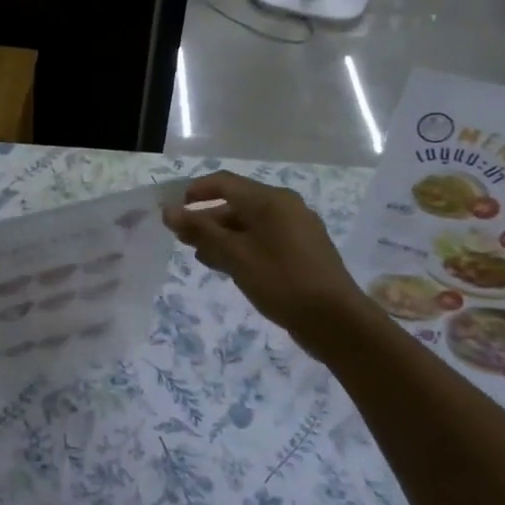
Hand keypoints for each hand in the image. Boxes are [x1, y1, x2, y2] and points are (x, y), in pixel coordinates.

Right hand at [162, 171, 375, 352]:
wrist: (336, 321)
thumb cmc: (281, 280)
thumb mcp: (234, 255)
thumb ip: (200, 231)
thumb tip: (169, 211)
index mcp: (270, 200)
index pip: (224, 183)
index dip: (194, 192)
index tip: (172, 210)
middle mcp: (285, 207)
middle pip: (236, 204)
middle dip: (206, 219)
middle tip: (180, 239)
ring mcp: (296, 230)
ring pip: (249, 225)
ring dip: (221, 236)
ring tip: (199, 255)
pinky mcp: (301, 253)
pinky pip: (262, 240)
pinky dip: (241, 248)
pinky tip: (226, 266)